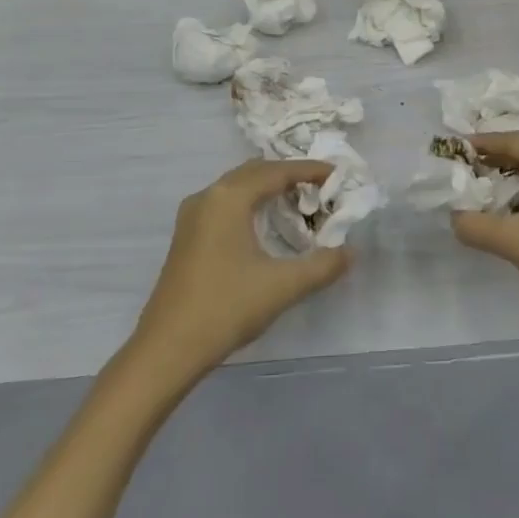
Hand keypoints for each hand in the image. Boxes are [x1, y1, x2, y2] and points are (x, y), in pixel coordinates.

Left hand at [131, 158, 351, 374]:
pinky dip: (250, 203)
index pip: (276, 172)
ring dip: (266, 189)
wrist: (168, 348)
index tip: (336, 174)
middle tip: (319, 189)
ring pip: (237, 187)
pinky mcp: (187, 236)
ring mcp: (192, 216)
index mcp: (229, 198)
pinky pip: (224, 203)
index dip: (308, 170)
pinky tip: (264, 225)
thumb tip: (350, 253)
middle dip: (288, 175)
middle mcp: (208, 196)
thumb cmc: (226, 307)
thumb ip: (322, 266)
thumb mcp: (282, 286)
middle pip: (254, 172)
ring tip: (297, 204)